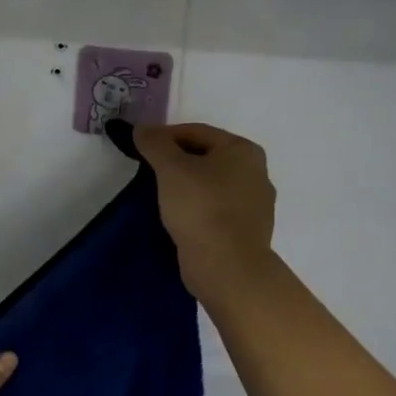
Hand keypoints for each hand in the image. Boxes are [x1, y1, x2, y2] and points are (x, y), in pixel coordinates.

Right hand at [133, 122, 276, 303]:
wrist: (227, 268)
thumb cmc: (201, 208)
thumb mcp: (171, 168)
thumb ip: (154, 143)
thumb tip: (142, 128)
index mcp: (243, 150)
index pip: (196, 132)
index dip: (164, 136)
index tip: (140, 147)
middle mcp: (256, 172)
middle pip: (205, 157)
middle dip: (176, 161)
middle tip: (147, 171)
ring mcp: (255, 205)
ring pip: (211, 184)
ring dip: (186, 186)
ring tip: (159, 195)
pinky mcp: (246, 231)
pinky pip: (215, 209)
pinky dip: (196, 208)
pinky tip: (178, 218)